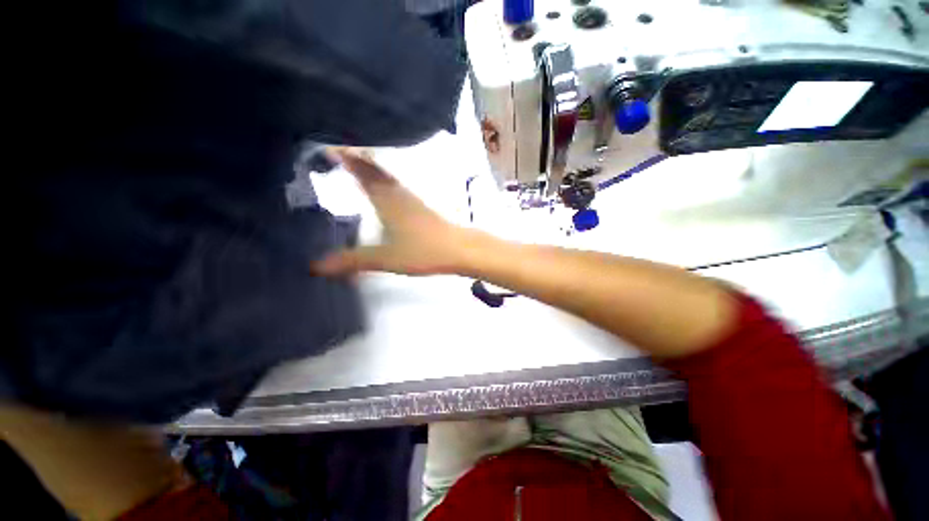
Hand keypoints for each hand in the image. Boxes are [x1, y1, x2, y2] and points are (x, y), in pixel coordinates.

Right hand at [313, 149, 478, 275]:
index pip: (360, 169)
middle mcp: (397, 191)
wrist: (459, 250)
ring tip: (349, 159)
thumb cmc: (424, 251)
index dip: (342, 154)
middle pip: (372, 166)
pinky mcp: (419, 205)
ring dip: (367, 164)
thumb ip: (352, 260)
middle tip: (328, 145)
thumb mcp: (385, 258)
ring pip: (385, 173)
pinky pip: (394, 184)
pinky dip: (381, 177)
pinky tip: (380, 186)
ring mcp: (410, 197)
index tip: (321, 141)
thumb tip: (316, 266)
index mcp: (386, 198)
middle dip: (351, 154)